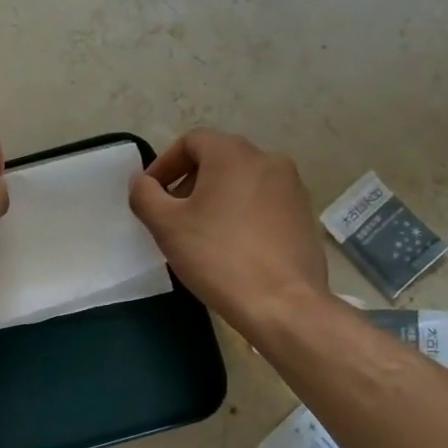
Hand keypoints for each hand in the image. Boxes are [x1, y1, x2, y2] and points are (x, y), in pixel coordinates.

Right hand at [128, 130, 332, 333]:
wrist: (283, 305)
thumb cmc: (218, 256)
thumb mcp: (166, 225)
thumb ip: (144, 194)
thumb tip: (142, 182)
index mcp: (233, 154)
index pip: (190, 142)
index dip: (164, 165)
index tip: (151, 195)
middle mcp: (268, 160)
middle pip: (217, 159)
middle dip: (189, 182)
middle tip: (172, 215)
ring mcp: (292, 188)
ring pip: (242, 181)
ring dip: (216, 197)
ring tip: (201, 232)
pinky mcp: (304, 215)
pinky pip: (263, 202)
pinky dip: (241, 212)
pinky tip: (231, 245)